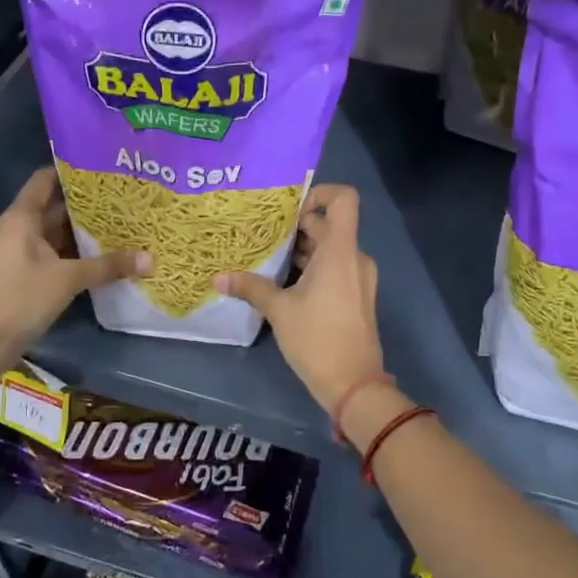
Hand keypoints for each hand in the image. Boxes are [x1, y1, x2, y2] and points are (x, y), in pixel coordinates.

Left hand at [0, 166, 148, 361]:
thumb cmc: (19, 297)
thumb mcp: (67, 278)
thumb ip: (108, 266)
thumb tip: (151, 259)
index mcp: (24, 217)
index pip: (47, 179)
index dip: (72, 169)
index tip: (106, 164)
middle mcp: (26, 228)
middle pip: (60, 205)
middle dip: (92, 201)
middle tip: (129, 193)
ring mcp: (30, 252)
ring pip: (65, 232)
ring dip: (91, 228)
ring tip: (129, 218)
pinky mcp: (36, 274)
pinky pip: (65, 254)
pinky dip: (85, 252)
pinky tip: (114, 251)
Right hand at [216, 184, 384, 427]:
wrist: (355, 385)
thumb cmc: (318, 340)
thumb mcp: (279, 311)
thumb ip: (251, 287)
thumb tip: (218, 276)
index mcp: (340, 251)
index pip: (344, 199)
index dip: (319, 192)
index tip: (289, 207)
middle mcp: (354, 257)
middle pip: (328, 225)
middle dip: (296, 226)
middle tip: (262, 231)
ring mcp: (359, 277)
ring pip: (330, 248)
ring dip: (302, 249)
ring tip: (267, 255)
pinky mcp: (357, 295)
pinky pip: (335, 267)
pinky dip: (312, 267)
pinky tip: (284, 280)